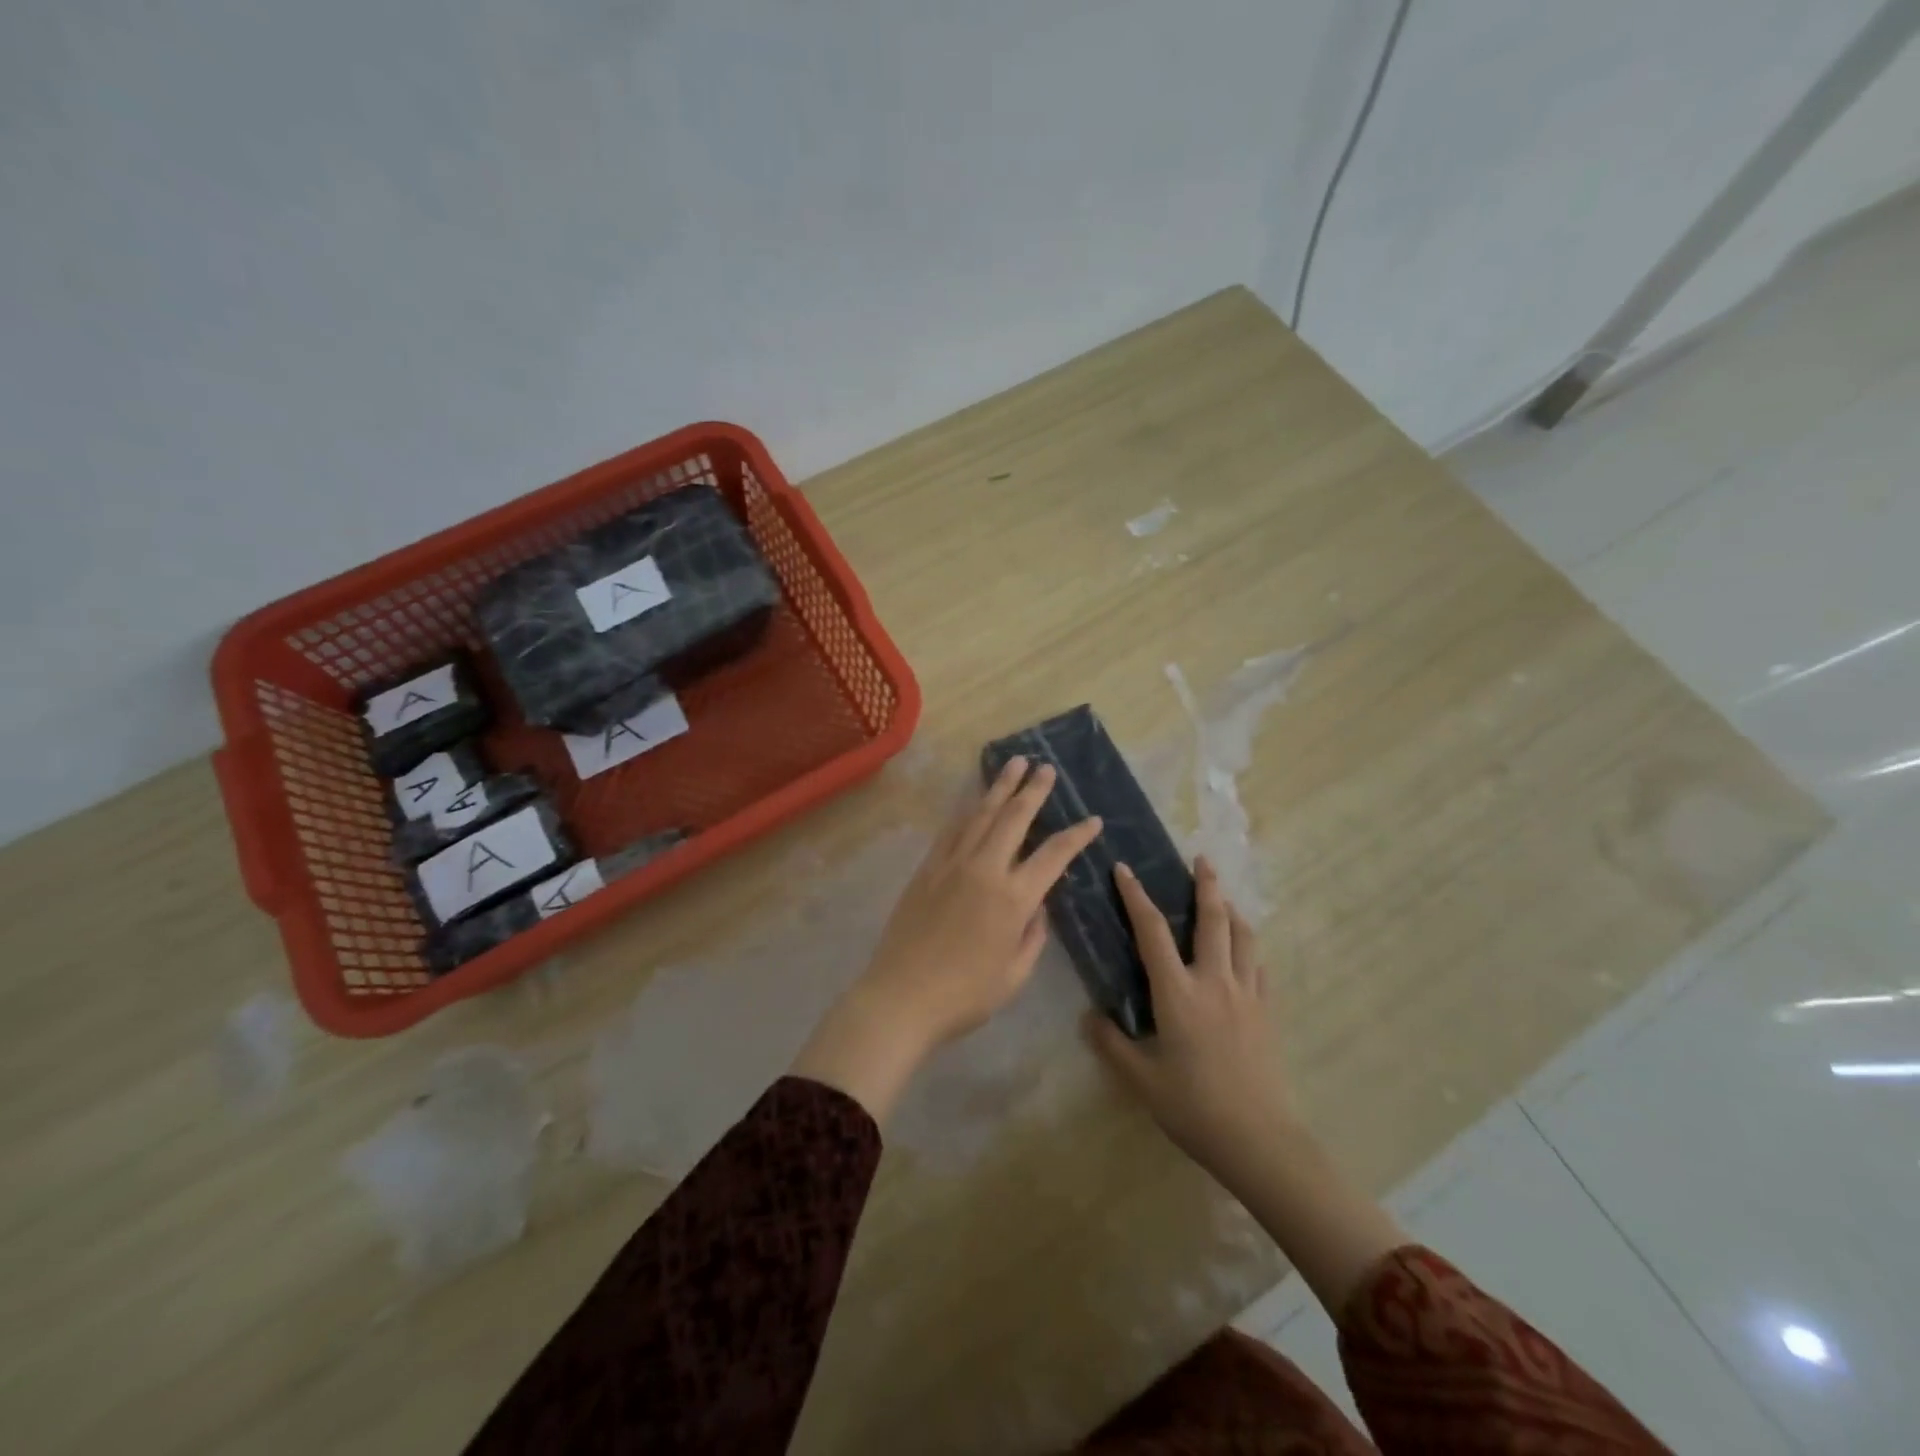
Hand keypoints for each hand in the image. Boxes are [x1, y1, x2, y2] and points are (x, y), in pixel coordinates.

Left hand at [791, 756, 1102, 1122]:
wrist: (901, 997)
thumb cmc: (965, 995)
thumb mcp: (1015, 974)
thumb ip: (1033, 935)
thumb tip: (1037, 905)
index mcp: (1013, 898)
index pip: (1053, 855)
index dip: (1077, 835)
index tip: (1093, 819)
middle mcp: (984, 870)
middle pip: (1014, 818)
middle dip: (1033, 789)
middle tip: (1045, 767)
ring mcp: (951, 864)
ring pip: (980, 814)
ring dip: (1000, 787)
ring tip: (1014, 763)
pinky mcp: (927, 868)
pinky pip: (952, 829)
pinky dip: (968, 810)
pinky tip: (975, 800)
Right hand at [1089, 856, 1295, 1180]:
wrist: (1259, 1139)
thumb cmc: (1194, 1107)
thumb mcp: (1141, 1079)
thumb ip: (1111, 1043)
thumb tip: (1089, 1016)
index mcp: (1178, 993)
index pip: (1153, 932)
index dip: (1136, 897)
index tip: (1125, 869)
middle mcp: (1214, 982)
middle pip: (1212, 920)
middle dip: (1206, 885)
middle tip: (1201, 859)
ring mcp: (1246, 994)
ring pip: (1243, 937)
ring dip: (1232, 910)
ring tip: (1223, 897)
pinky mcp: (1267, 1012)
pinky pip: (1259, 966)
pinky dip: (1249, 947)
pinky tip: (1244, 950)